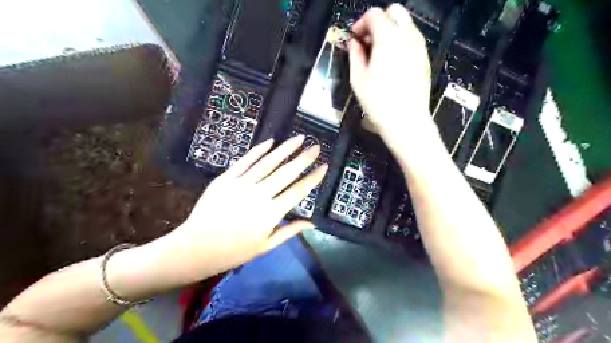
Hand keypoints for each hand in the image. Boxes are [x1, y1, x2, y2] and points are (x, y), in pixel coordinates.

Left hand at [160, 135, 324, 278]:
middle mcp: (260, 195)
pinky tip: (271, 142)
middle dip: (303, 158)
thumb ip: (289, 231)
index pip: (298, 191)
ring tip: (299, 138)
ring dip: (285, 149)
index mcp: (271, 214)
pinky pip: (246, 161)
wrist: (195, 248)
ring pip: (268, 162)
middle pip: (286, 172)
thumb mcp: (266, 246)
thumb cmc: (234, 252)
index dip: (313, 178)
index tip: (324, 166)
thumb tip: (311, 223)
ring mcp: (242, 184)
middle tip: (316, 146)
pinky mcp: (226, 178)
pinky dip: (259, 150)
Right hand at [349, 4, 438, 159]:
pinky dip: (401, 41)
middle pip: (395, 11)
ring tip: (379, 52)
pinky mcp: (425, 58)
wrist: (406, 120)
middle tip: (368, 41)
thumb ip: (355, 54)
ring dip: (390, 30)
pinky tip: (392, 61)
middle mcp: (407, 36)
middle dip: (379, 21)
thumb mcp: (358, 79)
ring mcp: (419, 46)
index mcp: (388, 38)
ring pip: (406, 24)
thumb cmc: (378, 101)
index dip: (361, 23)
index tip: (355, 38)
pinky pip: (413, 39)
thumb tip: (354, 42)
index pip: (375, 14)